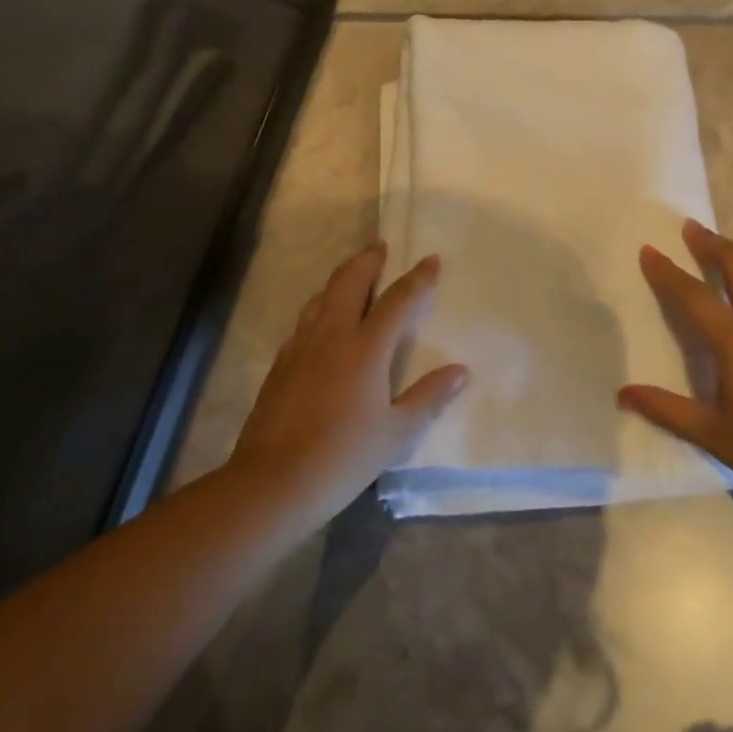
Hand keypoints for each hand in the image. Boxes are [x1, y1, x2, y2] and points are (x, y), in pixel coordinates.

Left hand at [229, 243, 466, 527]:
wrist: (271, 483)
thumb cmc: (342, 458)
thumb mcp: (395, 434)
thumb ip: (428, 397)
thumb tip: (460, 371)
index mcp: (365, 348)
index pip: (398, 300)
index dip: (417, 278)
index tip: (431, 259)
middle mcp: (332, 335)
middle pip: (350, 282)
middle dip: (368, 260)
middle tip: (381, 247)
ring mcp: (301, 347)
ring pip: (322, 296)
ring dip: (342, 278)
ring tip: (354, 275)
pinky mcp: (281, 363)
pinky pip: (305, 319)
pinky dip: (321, 306)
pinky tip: (323, 320)